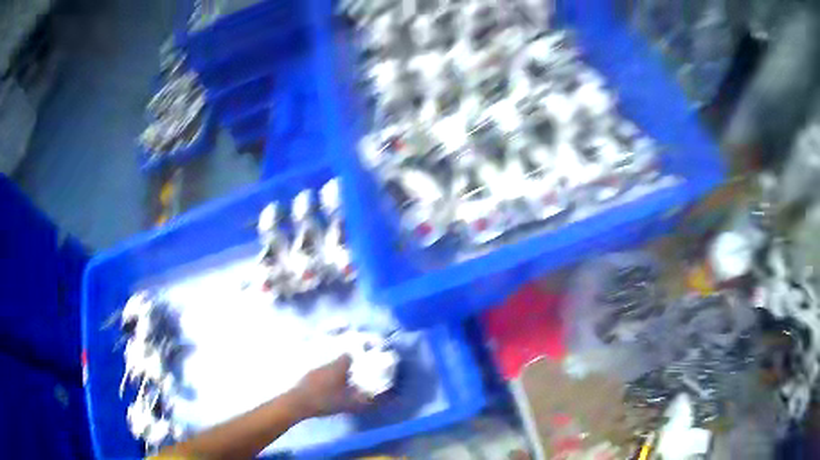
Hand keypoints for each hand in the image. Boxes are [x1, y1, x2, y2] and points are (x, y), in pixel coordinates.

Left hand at [293, 355, 369, 417]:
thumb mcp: (347, 403)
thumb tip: (372, 397)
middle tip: (351, 382)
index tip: (358, 369)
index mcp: (337, 368)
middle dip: (344, 372)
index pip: (347, 358)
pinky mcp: (305, 378)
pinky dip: (323, 383)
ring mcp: (314, 371)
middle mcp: (326, 366)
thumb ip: (361, 400)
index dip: (354, 362)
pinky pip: (318, 377)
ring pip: (327, 371)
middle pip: (337, 364)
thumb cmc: (325, 400)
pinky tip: (324, 393)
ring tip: (338, 389)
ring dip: (333, 378)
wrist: (297, 403)